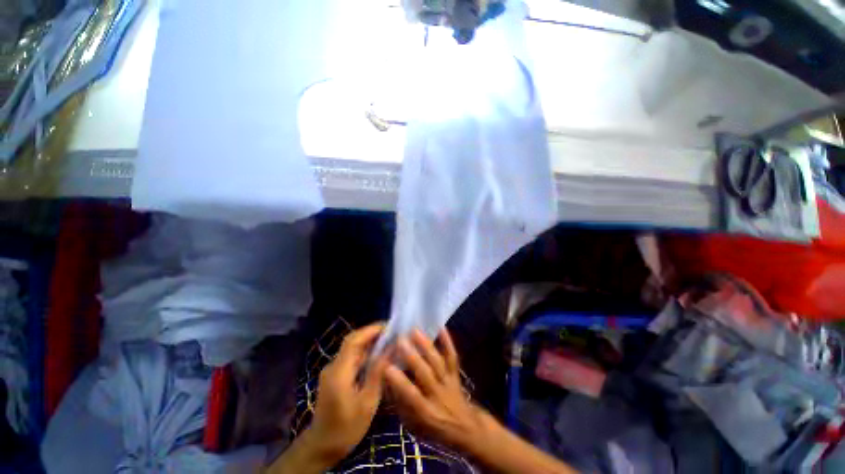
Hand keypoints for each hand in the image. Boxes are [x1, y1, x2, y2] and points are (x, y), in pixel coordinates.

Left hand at [308, 323, 389, 462]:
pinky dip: (365, 353)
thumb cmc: (346, 428)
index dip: (371, 330)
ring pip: (352, 349)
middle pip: (352, 341)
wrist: (322, 446)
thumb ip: (377, 373)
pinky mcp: (335, 376)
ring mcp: (333, 371)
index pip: (353, 341)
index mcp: (339, 372)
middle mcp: (333, 366)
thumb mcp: (367, 403)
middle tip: (392, 333)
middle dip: (372, 333)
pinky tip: (378, 357)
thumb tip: (391, 349)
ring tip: (389, 341)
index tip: (389, 326)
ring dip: (369, 342)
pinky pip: (351, 358)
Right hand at [384, 329, 487, 453]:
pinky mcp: (456, 373)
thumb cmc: (433, 427)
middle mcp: (438, 395)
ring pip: (438, 362)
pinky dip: (447, 341)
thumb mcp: (412, 425)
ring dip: (426, 346)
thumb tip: (386, 383)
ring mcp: (449, 382)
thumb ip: (399, 404)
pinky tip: (441, 327)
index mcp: (426, 412)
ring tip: (415, 331)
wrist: (465, 428)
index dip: (400, 382)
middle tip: (400, 340)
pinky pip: (452, 356)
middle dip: (412, 357)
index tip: (387, 367)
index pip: (411, 396)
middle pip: (425, 374)